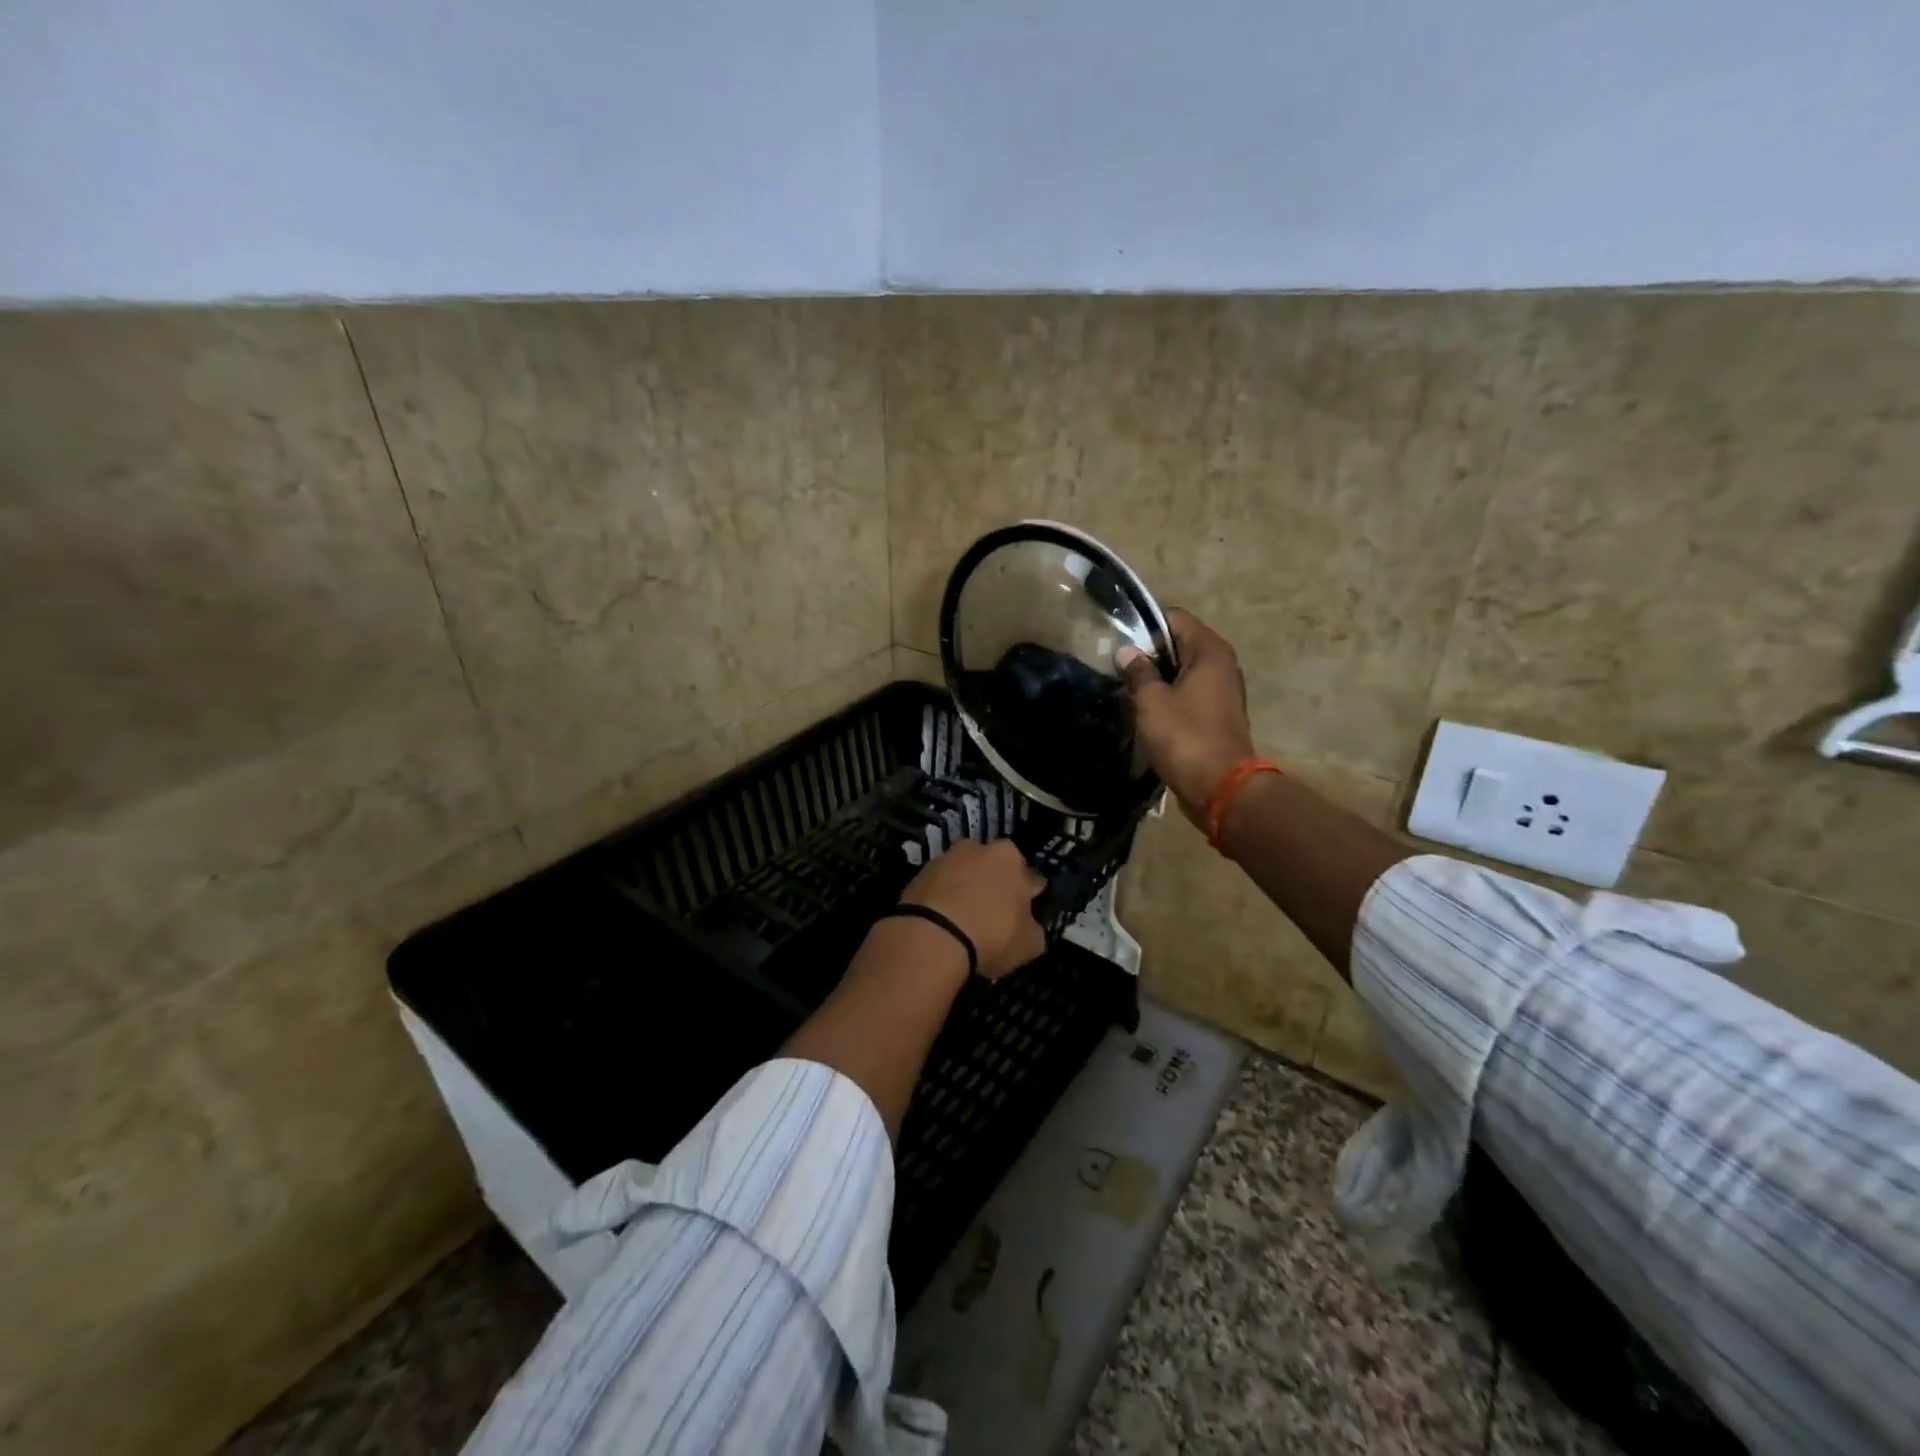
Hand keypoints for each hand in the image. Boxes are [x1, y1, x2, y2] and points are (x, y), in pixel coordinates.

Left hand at [898, 838, 1046, 981]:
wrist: (931, 937)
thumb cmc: (991, 935)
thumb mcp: (1029, 944)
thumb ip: (1033, 929)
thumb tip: (1029, 926)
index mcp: (1009, 857)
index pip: (1029, 876)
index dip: (1029, 897)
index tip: (1026, 914)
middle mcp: (977, 848)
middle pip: (992, 869)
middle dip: (994, 887)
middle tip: (994, 916)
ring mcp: (943, 860)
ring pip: (962, 875)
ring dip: (965, 891)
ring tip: (965, 922)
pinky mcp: (917, 876)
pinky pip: (938, 889)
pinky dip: (942, 901)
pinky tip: (943, 925)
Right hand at [1116, 608, 1256, 822]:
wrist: (1220, 787)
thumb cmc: (1184, 736)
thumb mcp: (1151, 701)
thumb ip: (1138, 671)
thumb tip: (1126, 651)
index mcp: (1209, 651)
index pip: (1175, 617)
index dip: (1145, 625)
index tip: (1119, 641)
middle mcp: (1221, 664)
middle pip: (1179, 644)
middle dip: (1148, 653)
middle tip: (1117, 667)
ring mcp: (1221, 691)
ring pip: (1182, 671)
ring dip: (1156, 678)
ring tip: (1125, 689)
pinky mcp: (1216, 715)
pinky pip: (1188, 694)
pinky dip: (1168, 697)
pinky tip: (1144, 710)